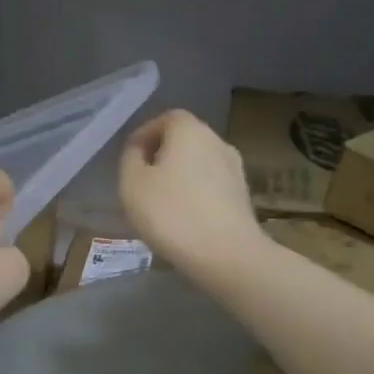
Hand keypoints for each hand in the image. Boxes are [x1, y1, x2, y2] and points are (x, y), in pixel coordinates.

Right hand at [119, 110, 264, 278]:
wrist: (226, 254)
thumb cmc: (171, 214)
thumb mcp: (132, 184)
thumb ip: (130, 159)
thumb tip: (139, 150)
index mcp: (189, 130)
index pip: (165, 118)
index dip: (145, 134)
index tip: (130, 158)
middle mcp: (217, 141)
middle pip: (184, 140)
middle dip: (162, 155)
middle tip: (142, 181)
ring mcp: (235, 169)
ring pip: (199, 163)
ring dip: (179, 176)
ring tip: (160, 203)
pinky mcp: (243, 196)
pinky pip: (211, 186)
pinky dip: (195, 194)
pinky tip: (183, 218)